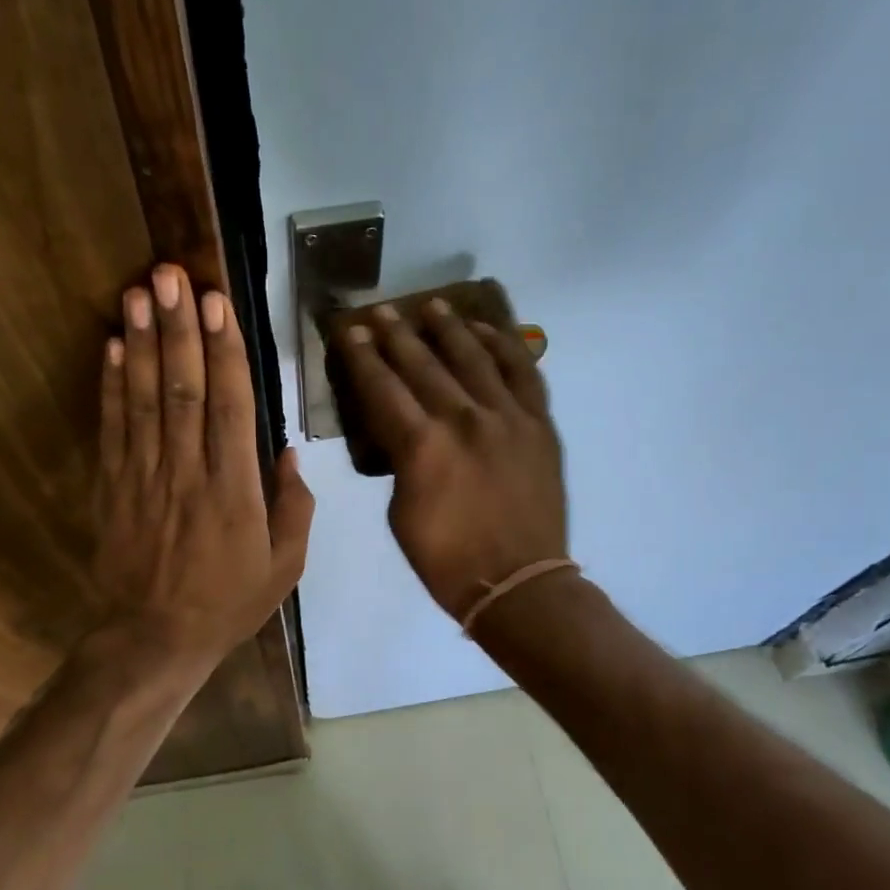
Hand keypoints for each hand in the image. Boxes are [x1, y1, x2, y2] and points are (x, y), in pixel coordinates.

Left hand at [93, 263, 313, 668]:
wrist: (154, 638)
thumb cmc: (227, 603)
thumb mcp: (284, 567)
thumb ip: (294, 508)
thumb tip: (288, 453)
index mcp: (235, 491)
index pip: (230, 407)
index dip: (223, 351)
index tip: (217, 303)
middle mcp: (188, 473)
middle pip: (182, 389)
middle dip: (178, 328)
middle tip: (171, 274)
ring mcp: (144, 477)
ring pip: (144, 399)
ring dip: (143, 342)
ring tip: (140, 292)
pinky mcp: (112, 487)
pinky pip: (112, 428)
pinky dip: (111, 385)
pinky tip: (114, 346)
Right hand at [337, 299, 566, 619]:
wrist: (518, 582)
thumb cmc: (447, 560)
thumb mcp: (402, 514)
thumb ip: (401, 464)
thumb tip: (405, 435)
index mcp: (421, 447)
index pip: (382, 388)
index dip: (362, 359)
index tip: (350, 333)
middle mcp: (462, 419)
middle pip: (422, 364)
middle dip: (396, 335)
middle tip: (380, 313)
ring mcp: (506, 417)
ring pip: (473, 356)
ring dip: (448, 328)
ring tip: (432, 306)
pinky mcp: (539, 423)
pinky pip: (522, 372)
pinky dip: (503, 346)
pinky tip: (487, 331)